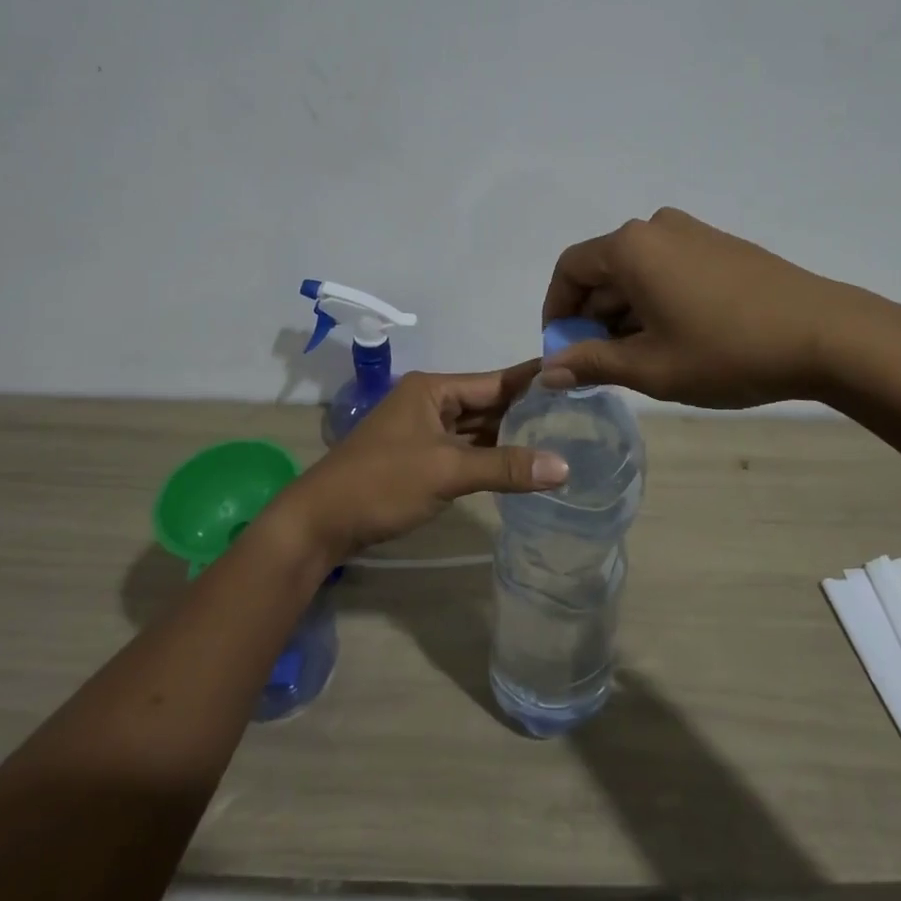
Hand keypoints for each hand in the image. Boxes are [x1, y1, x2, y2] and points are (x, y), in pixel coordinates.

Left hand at [276, 365, 567, 562]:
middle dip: (528, 412)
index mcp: (433, 389)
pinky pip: (464, 449)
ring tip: (562, 438)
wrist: (320, 522)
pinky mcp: (420, 458)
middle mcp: (430, 402)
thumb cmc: (382, 483)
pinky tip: (521, 464)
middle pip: (488, 403)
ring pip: (477, 428)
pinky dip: (490, 456)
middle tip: (580, 415)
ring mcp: (424, 431)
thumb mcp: (447, 471)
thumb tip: (565, 467)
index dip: (534, 382)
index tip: (576, 378)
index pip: (495, 381)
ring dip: (511, 436)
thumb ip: (505, 467)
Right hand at [541, 207, 890, 406]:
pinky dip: (655, 300)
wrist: (826, 335)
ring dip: (624, 311)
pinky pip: (668, 268)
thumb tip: (547, 370)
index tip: (561, 349)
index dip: (556, 310)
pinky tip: (673, 338)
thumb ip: (591, 363)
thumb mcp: (650, 367)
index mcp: (631, 247)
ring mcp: (693, 233)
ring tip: (637, 358)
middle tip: (597, 362)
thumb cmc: (727, 351)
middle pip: (603, 268)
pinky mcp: (721, 246)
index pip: (570, 270)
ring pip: (637, 271)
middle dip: (591, 315)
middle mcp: (656, 228)